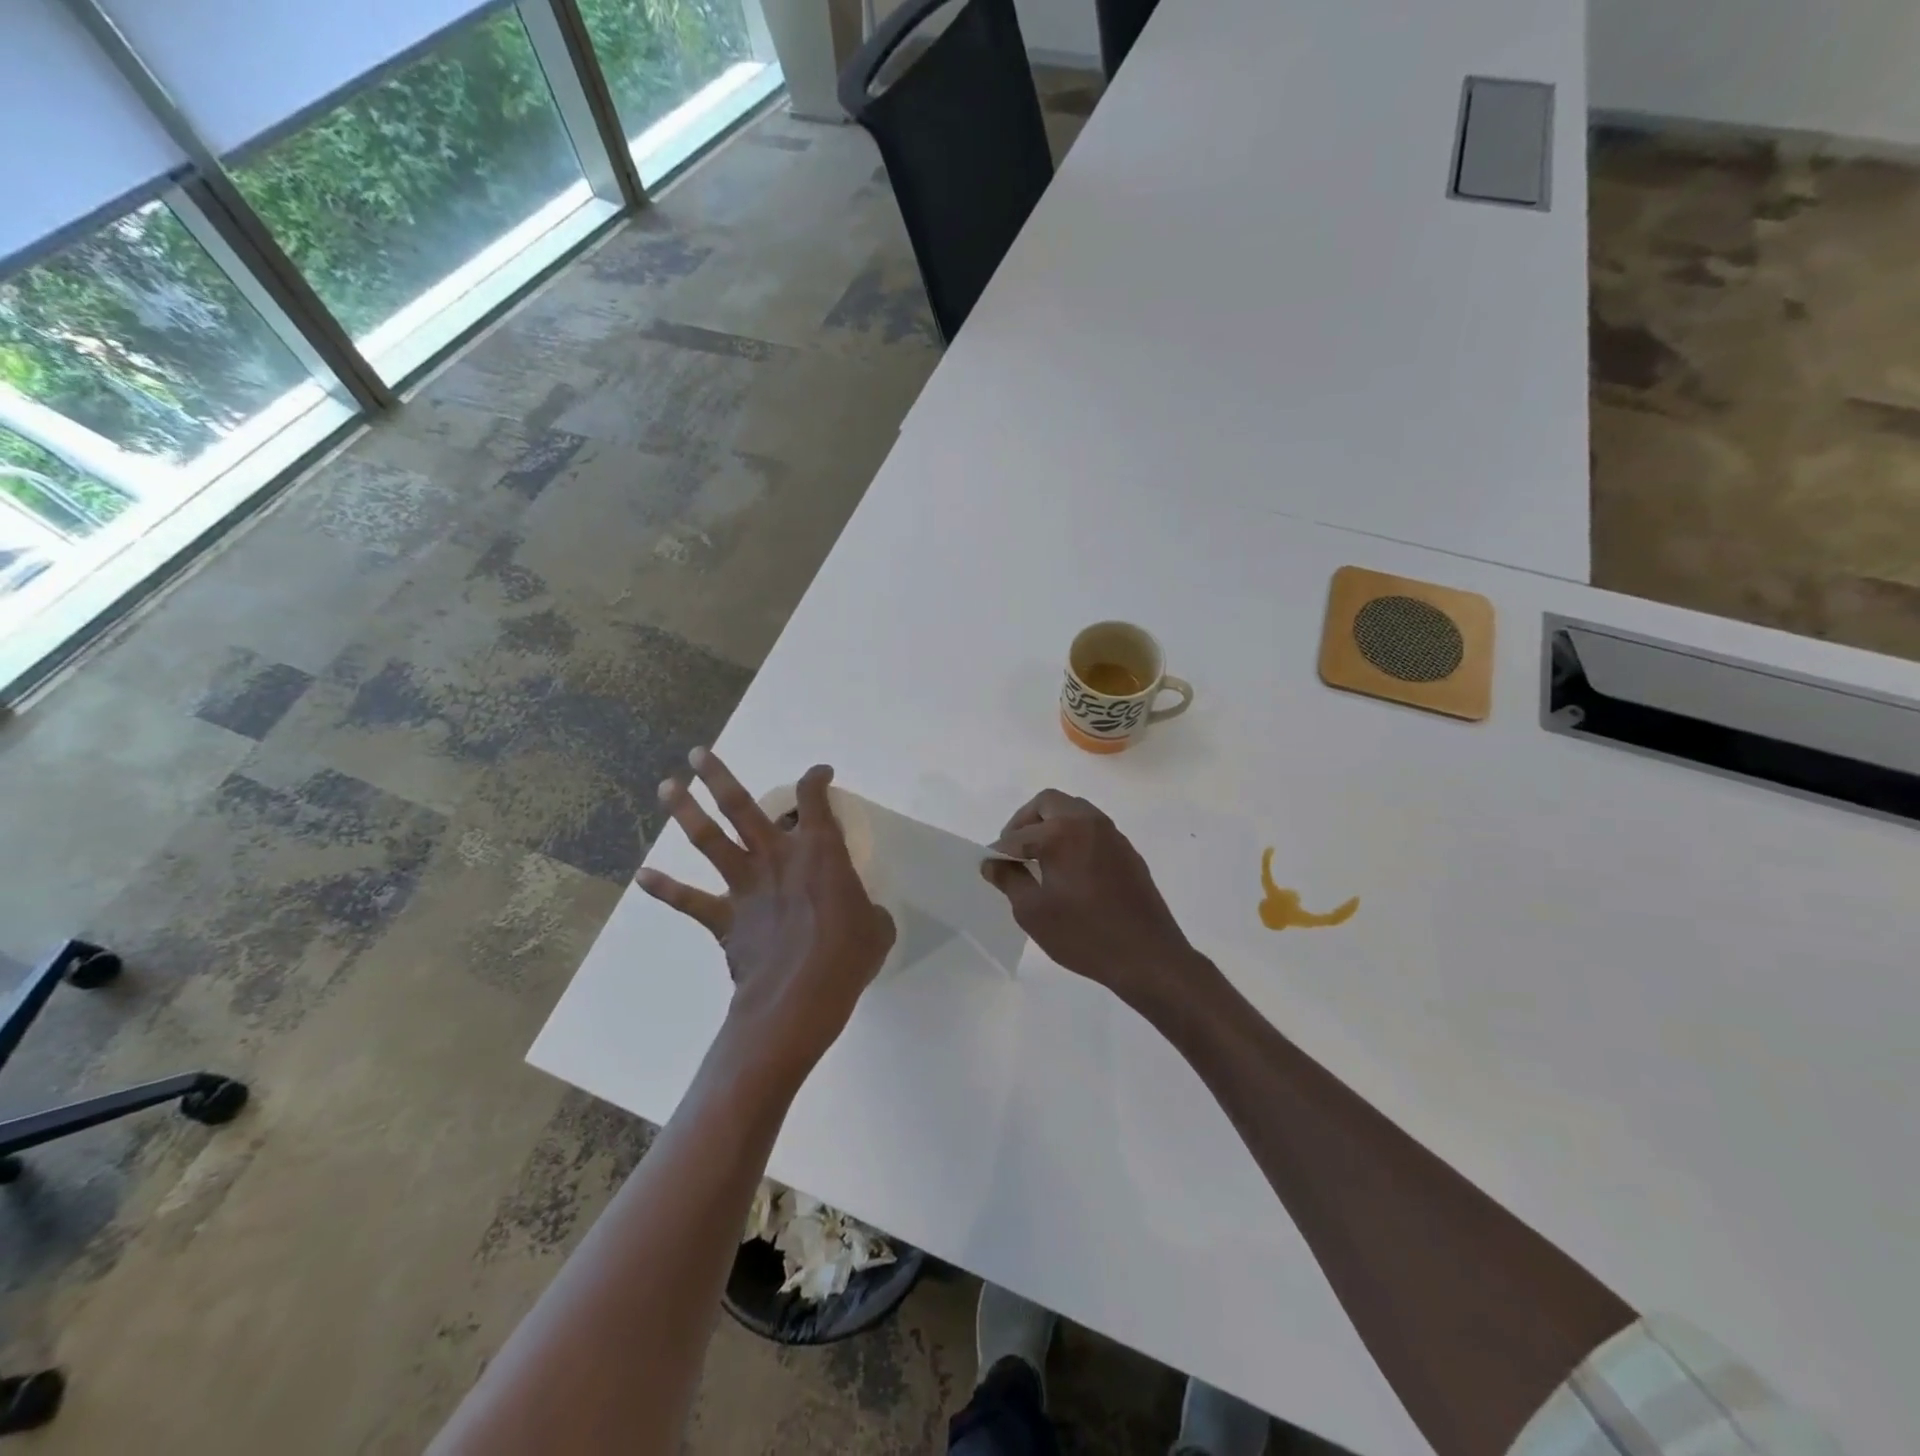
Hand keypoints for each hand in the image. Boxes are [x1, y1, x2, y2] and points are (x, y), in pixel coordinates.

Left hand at [638, 749, 895, 1080]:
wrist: (800, 997)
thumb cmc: (847, 956)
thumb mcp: (877, 928)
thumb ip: (869, 911)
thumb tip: (866, 916)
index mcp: (820, 851)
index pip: (816, 799)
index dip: (816, 779)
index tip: (820, 773)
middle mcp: (777, 856)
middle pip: (742, 805)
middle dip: (718, 776)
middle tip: (699, 754)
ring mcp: (745, 885)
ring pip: (709, 839)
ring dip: (686, 810)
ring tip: (667, 785)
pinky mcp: (725, 917)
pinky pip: (689, 900)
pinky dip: (665, 889)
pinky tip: (643, 876)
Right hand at [981, 789, 1200, 1010]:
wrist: (1148, 956)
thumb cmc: (1084, 935)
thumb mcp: (1034, 912)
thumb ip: (1009, 880)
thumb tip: (993, 862)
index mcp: (1062, 832)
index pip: (1018, 834)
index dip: (999, 850)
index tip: (991, 866)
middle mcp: (1088, 822)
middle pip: (1048, 803)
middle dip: (1025, 822)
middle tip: (1013, 850)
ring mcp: (1112, 834)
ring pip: (1074, 810)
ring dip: (1051, 824)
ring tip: (1039, 858)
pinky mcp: (1127, 851)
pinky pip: (1093, 829)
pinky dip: (1074, 836)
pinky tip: (1068, 869)